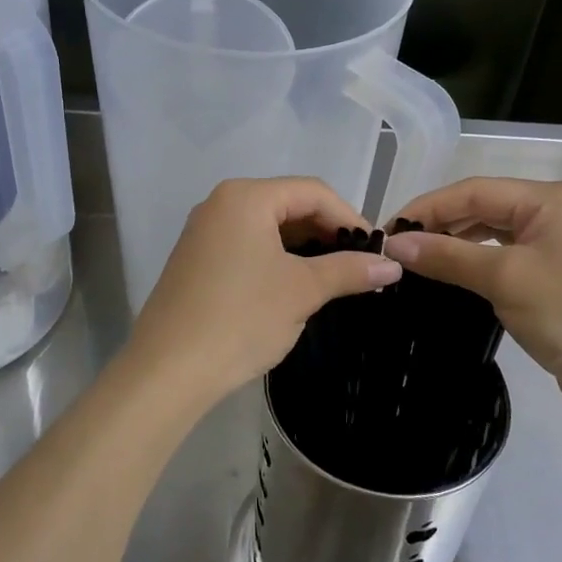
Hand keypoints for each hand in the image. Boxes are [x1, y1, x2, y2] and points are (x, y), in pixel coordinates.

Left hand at [125, 178, 400, 407]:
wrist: (168, 369)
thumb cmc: (241, 318)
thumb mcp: (302, 291)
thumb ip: (349, 270)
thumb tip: (392, 265)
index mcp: (246, 197)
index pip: (312, 192)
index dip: (349, 217)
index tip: (375, 251)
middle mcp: (220, 203)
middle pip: (288, 204)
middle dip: (326, 232)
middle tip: (357, 266)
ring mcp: (204, 231)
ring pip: (267, 226)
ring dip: (303, 247)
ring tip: (333, 277)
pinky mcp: (196, 259)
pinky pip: (246, 245)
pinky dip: (276, 258)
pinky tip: (294, 286)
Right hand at [383, 178, 561, 421]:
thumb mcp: (504, 279)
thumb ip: (447, 256)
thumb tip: (393, 244)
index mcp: (550, 199)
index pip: (474, 191)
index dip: (427, 207)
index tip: (387, 230)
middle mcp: (554, 212)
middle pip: (482, 207)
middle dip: (438, 224)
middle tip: (395, 247)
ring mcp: (556, 244)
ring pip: (491, 232)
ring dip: (454, 243)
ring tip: (414, 259)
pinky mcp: (553, 274)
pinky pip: (503, 256)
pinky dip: (473, 262)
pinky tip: (449, 274)